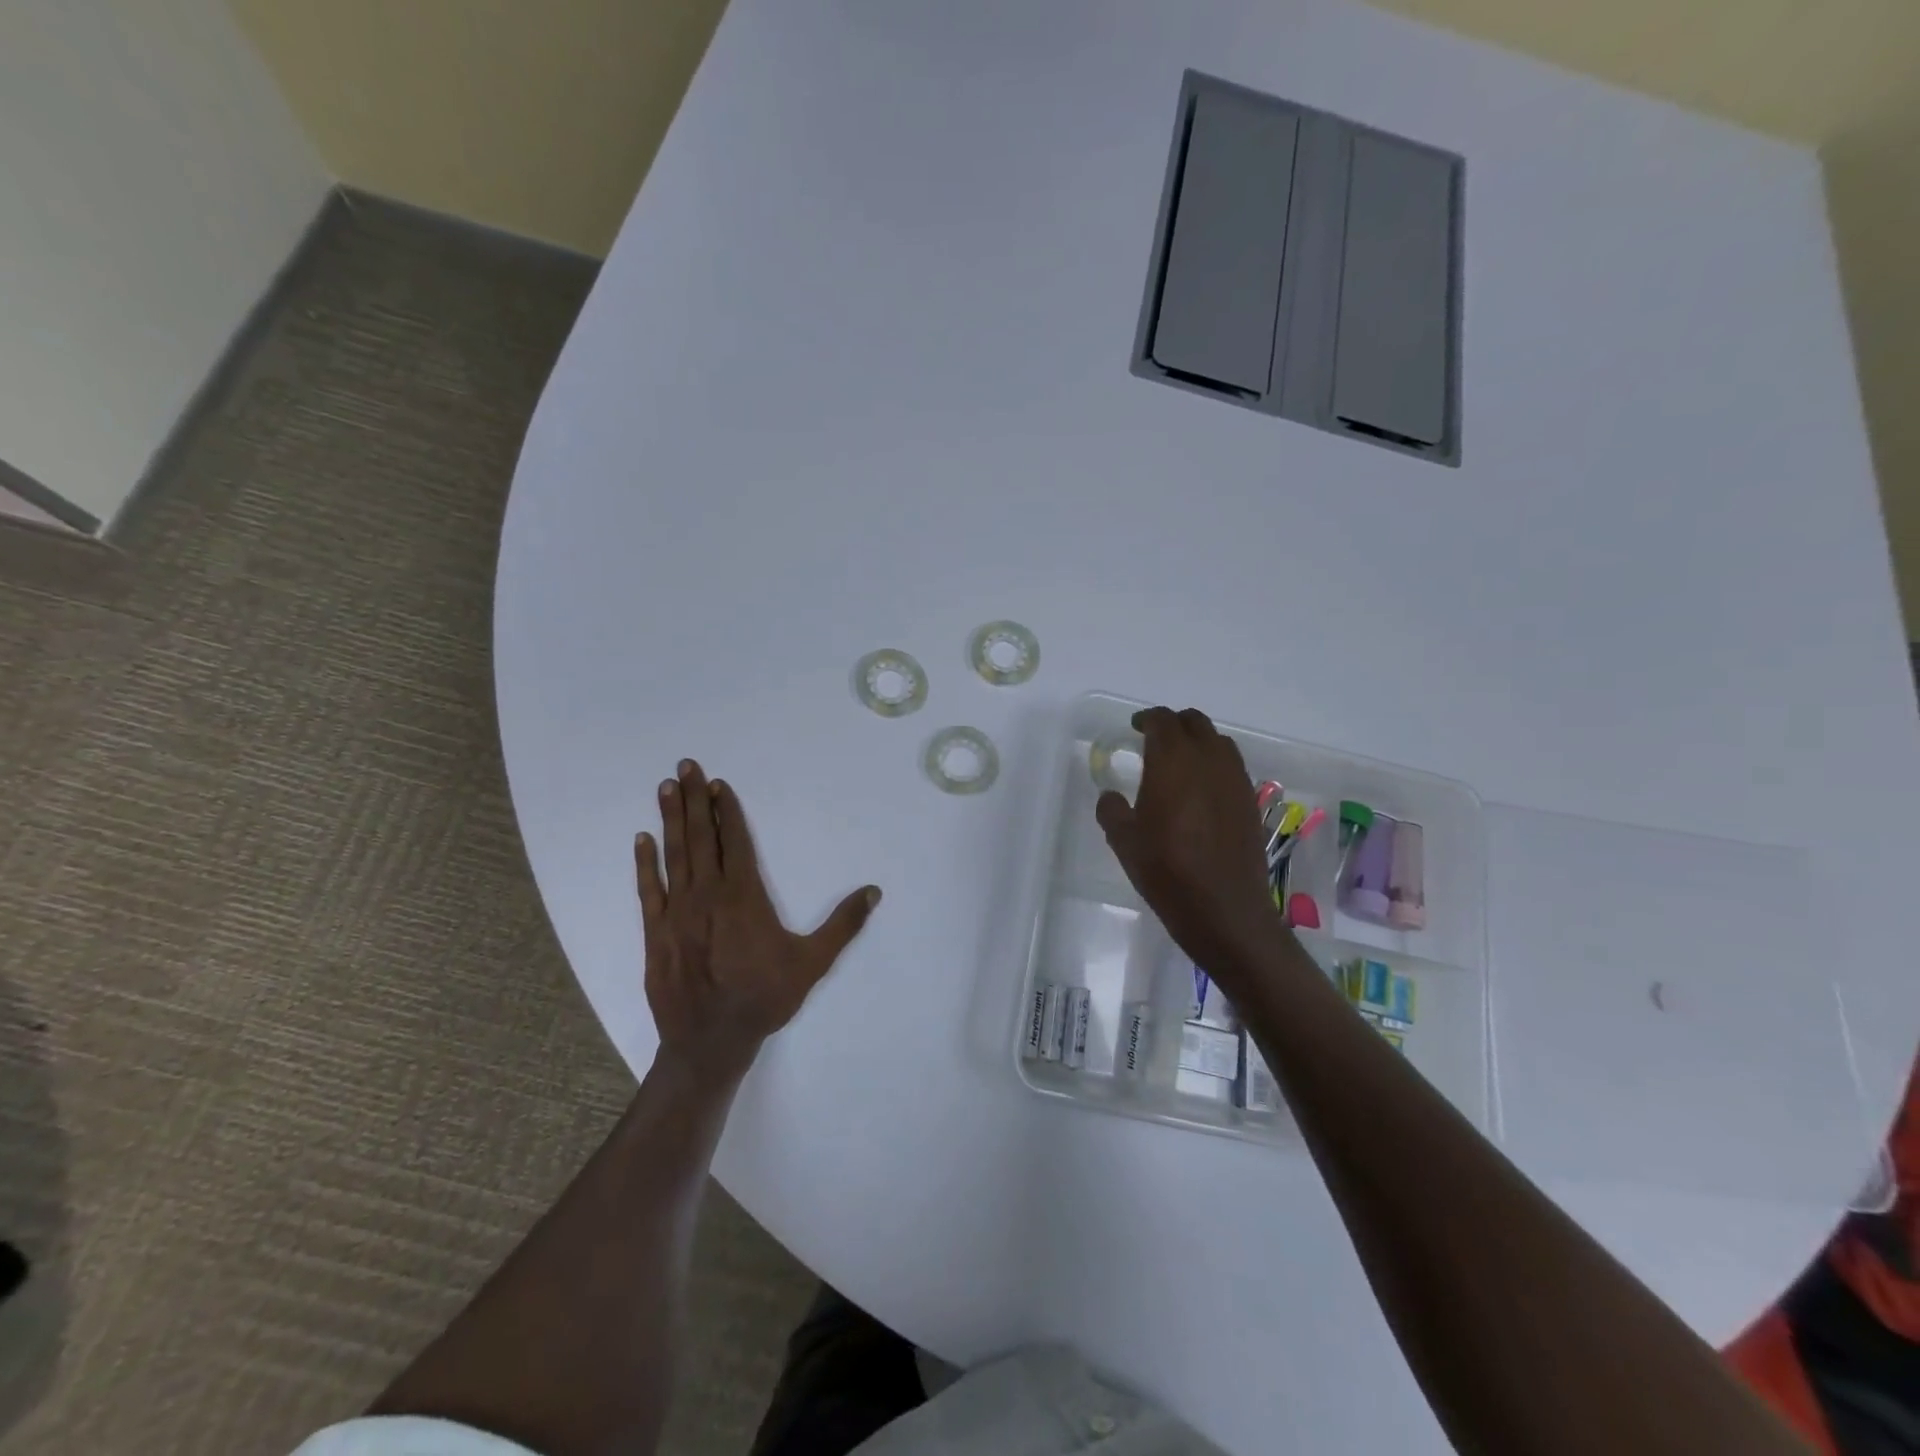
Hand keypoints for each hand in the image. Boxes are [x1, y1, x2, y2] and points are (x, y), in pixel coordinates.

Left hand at [635, 759, 880, 1078]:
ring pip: (674, 855)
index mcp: (744, 897)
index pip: (735, 842)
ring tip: (667, 787)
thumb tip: (873, 891)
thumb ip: (843, 924)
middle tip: (686, 766)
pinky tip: (642, 839)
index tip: (719, 784)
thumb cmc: (765, 997)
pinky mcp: (656, 932)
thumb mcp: (813, 962)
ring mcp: (677, 912)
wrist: (710, 1041)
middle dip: (695, 799)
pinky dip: (645, 863)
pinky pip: (649, 890)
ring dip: (671, 819)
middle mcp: (708, 895)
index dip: (728, 811)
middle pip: (701, 837)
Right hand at [1096, 707, 1283, 978]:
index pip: (1162, 720)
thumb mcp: (1123, 841)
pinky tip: (1202, 791)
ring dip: (1198, 742)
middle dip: (1173, 725)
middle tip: (1154, 740)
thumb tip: (1112, 796)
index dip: (1147, 719)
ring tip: (1180, 763)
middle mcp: (1209, 760)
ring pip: (1218, 742)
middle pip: (1195, 723)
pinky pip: (1232, 767)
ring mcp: (1235, 780)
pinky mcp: (1250, 801)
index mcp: (1173, 760)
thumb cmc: (1166, 870)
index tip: (1134, 728)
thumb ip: (1112, 810)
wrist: (1225, 909)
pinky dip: (1215, 766)